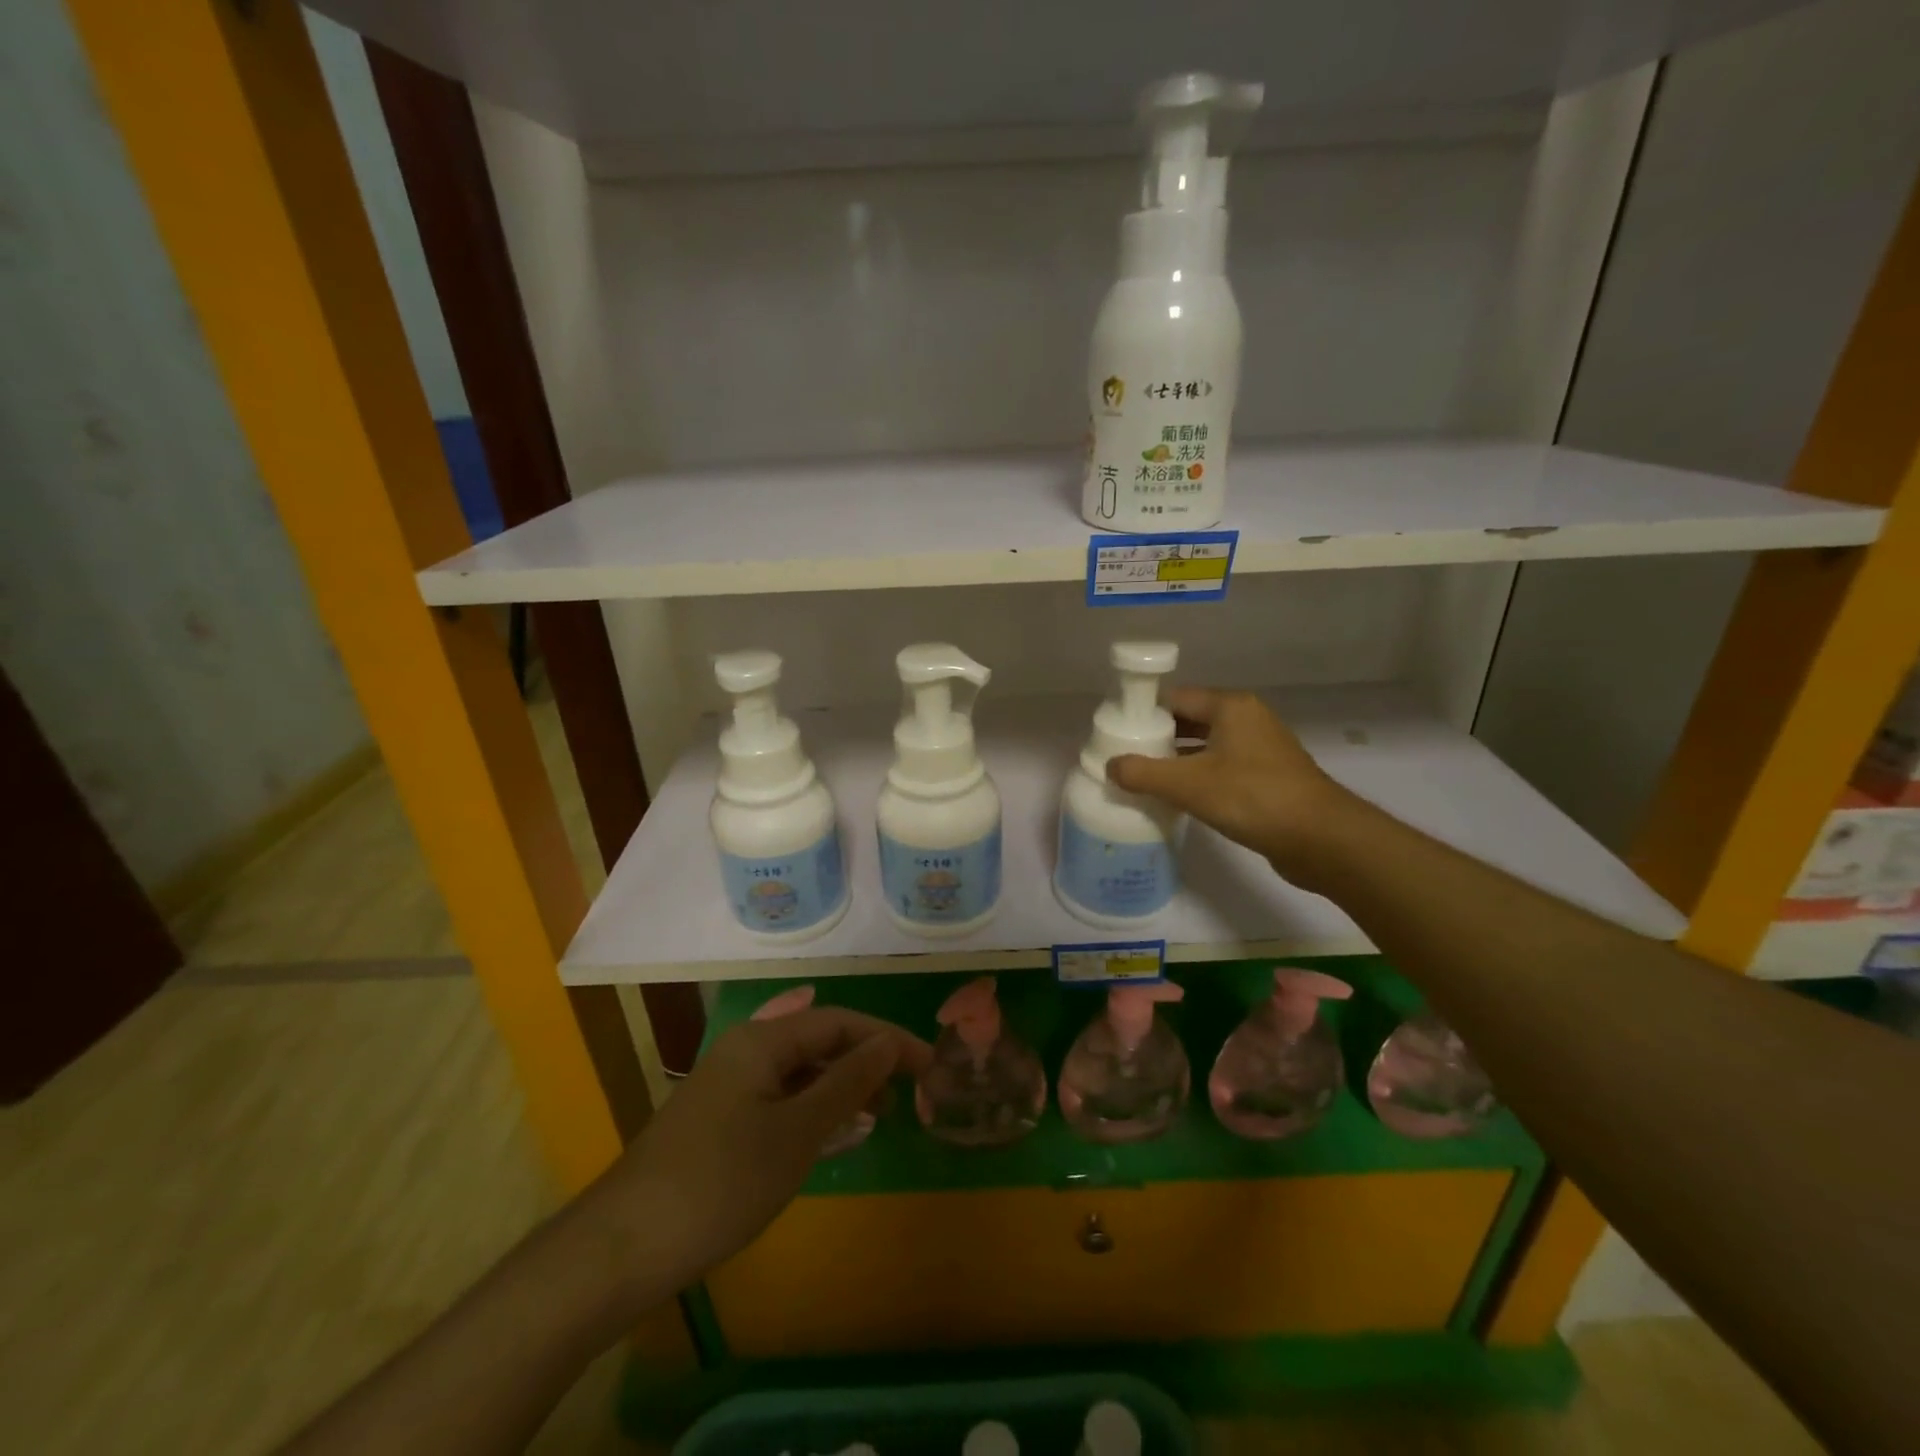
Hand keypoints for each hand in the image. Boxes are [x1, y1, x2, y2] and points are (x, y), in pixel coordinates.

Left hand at [570, 1008, 930, 1314]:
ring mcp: (730, 1087)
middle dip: (866, 1061)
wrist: (624, 1246)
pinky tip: (835, 1134)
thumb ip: (847, 1083)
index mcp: (762, 1041)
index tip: (928, 1065)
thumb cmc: (721, 1181)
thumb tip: (887, 1044)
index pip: (839, 1022)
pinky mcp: (720, 1122)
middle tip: (909, 1091)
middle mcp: (746, 1051)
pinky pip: (781, 1101)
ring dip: (842, 1087)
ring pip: (800, 1073)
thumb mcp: (796, 1132)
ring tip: (880, 1112)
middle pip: (819, 1042)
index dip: (887, 1039)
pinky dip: (814, 1111)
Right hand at [1107, 687, 1356, 880]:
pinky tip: (1177, 798)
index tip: (1116, 734)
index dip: (1144, 713)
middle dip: (1157, 738)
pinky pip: (1221, 768)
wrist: (1322, 839)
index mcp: (1231, 707)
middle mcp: (1247, 720)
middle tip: (1125, 758)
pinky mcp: (1267, 777)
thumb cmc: (1253, 798)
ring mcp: (1260, 749)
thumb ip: (1143, 773)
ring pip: (1206, 746)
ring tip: (1143, 779)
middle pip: (1190, 720)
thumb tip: (1109, 766)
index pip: (1175, 697)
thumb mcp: (1189, 784)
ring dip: (1176, 761)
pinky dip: (1198, 777)